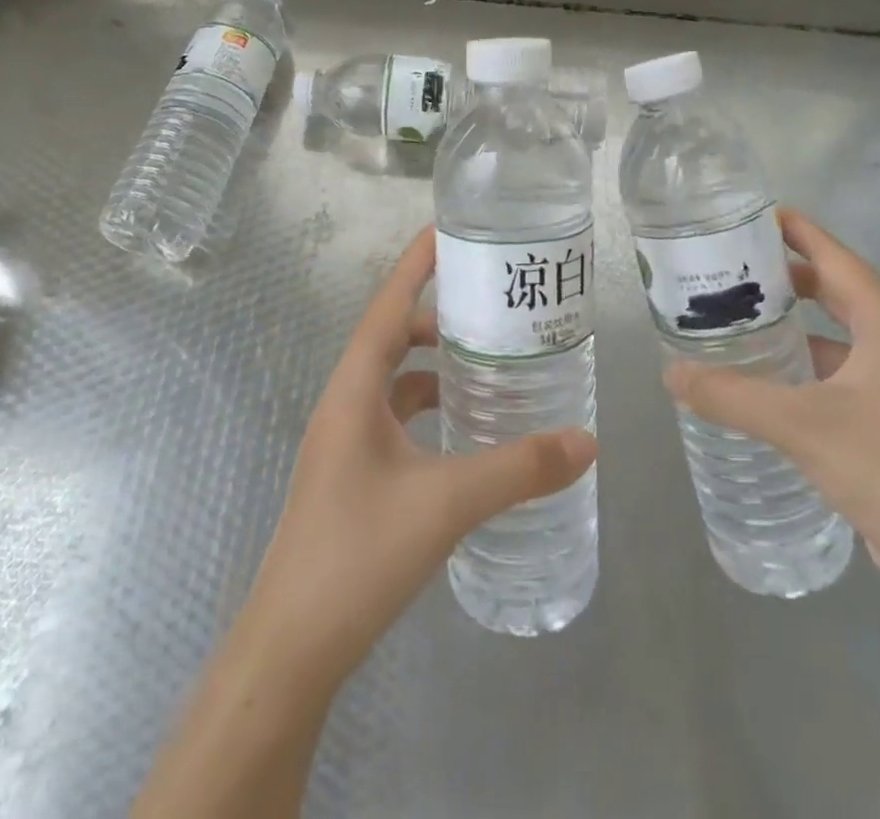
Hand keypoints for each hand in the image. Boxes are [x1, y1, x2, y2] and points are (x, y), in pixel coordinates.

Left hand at [243, 226, 597, 680]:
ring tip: (487, 361)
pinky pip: (395, 417)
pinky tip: (463, 428)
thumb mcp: (446, 503)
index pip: (387, 305)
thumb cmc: (358, 556)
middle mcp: (344, 403)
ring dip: (433, 364)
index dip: (415, 264)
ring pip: (393, 380)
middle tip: (491, 304)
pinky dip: (427, 407)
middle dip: (436, 314)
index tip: (448, 230)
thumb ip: (519, 469)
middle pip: (391, 336)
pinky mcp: (353, 473)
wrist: (291, 649)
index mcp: (353, 390)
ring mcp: (345, 441)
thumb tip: (587, 442)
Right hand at [665, 207, 879, 595]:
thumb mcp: (799, 425)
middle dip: (787, 271)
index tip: (755, 213)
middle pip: (836, 287)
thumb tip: (670, 374)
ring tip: (740, 309)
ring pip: (837, 328)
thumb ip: (731, 396)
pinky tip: (767, 370)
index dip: (797, 231)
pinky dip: (804, 356)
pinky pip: (839, 364)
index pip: (836, 258)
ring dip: (794, 317)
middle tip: (734, 261)